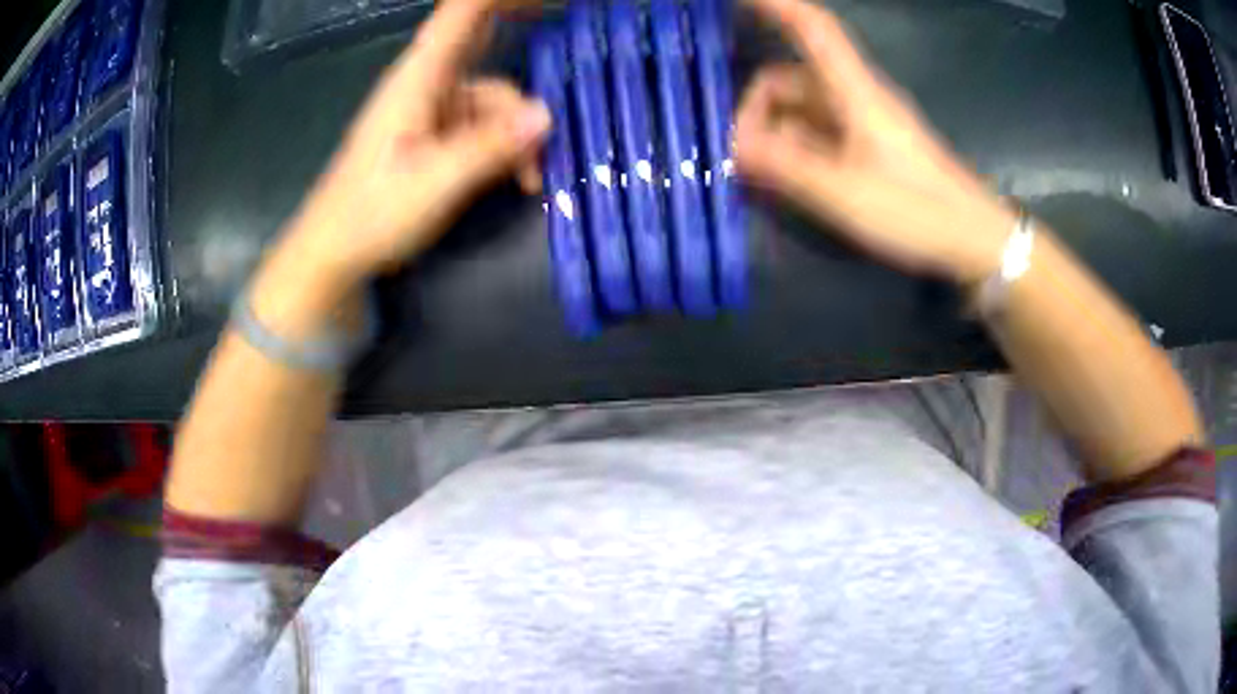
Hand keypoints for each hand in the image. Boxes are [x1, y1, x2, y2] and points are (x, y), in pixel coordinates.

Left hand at [285, 0, 551, 286]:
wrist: (334, 252)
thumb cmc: (372, 213)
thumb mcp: (435, 182)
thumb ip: (489, 147)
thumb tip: (546, 116)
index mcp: (420, 76)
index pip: (464, 11)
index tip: (546, 0)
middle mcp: (429, 81)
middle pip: (482, 36)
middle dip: (521, 26)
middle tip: (566, 20)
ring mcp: (433, 108)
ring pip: (493, 97)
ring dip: (520, 129)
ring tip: (531, 177)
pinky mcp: (436, 135)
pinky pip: (484, 126)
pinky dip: (506, 147)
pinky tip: (519, 180)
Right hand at [735, 0, 1016, 284]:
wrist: (973, 238)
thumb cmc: (917, 210)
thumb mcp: (844, 194)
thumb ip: (786, 167)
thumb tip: (733, 147)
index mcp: (854, 91)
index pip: (812, 28)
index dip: (775, 4)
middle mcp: (855, 96)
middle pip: (789, 78)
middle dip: (756, 109)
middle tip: (741, 158)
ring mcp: (863, 121)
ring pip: (801, 109)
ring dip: (774, 135)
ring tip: (761, 178)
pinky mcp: (869, 145)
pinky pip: (818, 133)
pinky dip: (795, 150)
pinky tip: (787, 182)